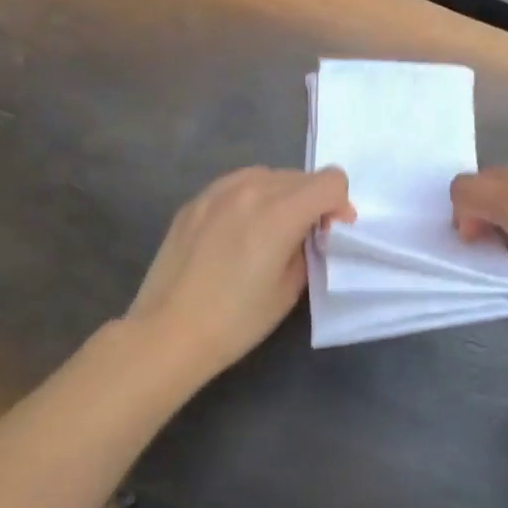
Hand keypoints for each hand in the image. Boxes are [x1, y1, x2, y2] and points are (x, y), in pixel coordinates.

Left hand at [125, 167, 353, 379]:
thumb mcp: (290, 288)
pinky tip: (240, 230)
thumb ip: (308, 247)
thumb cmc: (236, 320)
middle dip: (314, 201)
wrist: (166, 333)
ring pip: (270, 175)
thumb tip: (310, 231)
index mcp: (281, 211)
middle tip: (305, 236)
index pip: (331, 181)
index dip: (340, 205)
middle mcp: (252, 188)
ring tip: (271, 230)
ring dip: (283, 195)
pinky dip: (252, 197)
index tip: (332, 232)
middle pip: (302, 176)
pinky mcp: (196, 200)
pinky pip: (238, 184)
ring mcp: (219, 190)